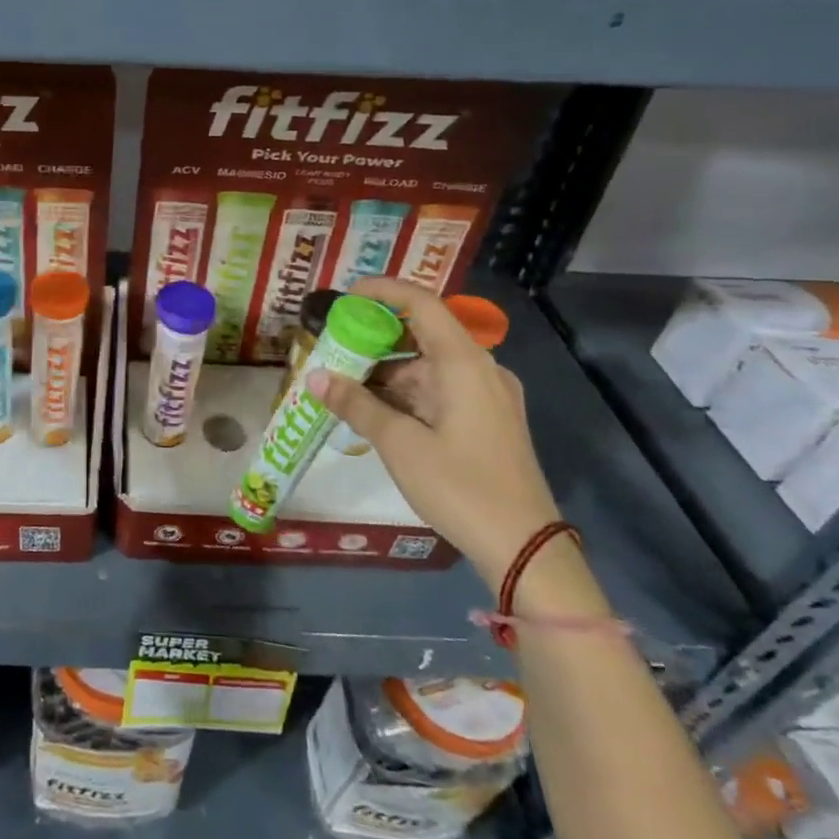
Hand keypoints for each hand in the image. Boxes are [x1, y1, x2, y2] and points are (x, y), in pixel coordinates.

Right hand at [306, 280, 563, 591]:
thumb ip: (356, 405)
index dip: (383, 291)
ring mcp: (488, 396)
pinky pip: (441, 390)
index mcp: (464, 364)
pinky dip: (408, 392)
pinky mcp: (488, 420)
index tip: (346, 296)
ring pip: (430, 366)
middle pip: (424, 334)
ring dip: (389, 371)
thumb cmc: (460, 486)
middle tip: (335, 347)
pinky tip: (377, 411)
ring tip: (345, 384)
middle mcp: (481, 370)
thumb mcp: (400, 444)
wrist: (524, 547)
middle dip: (377, 338)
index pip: (422, 304)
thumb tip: (315, 376)